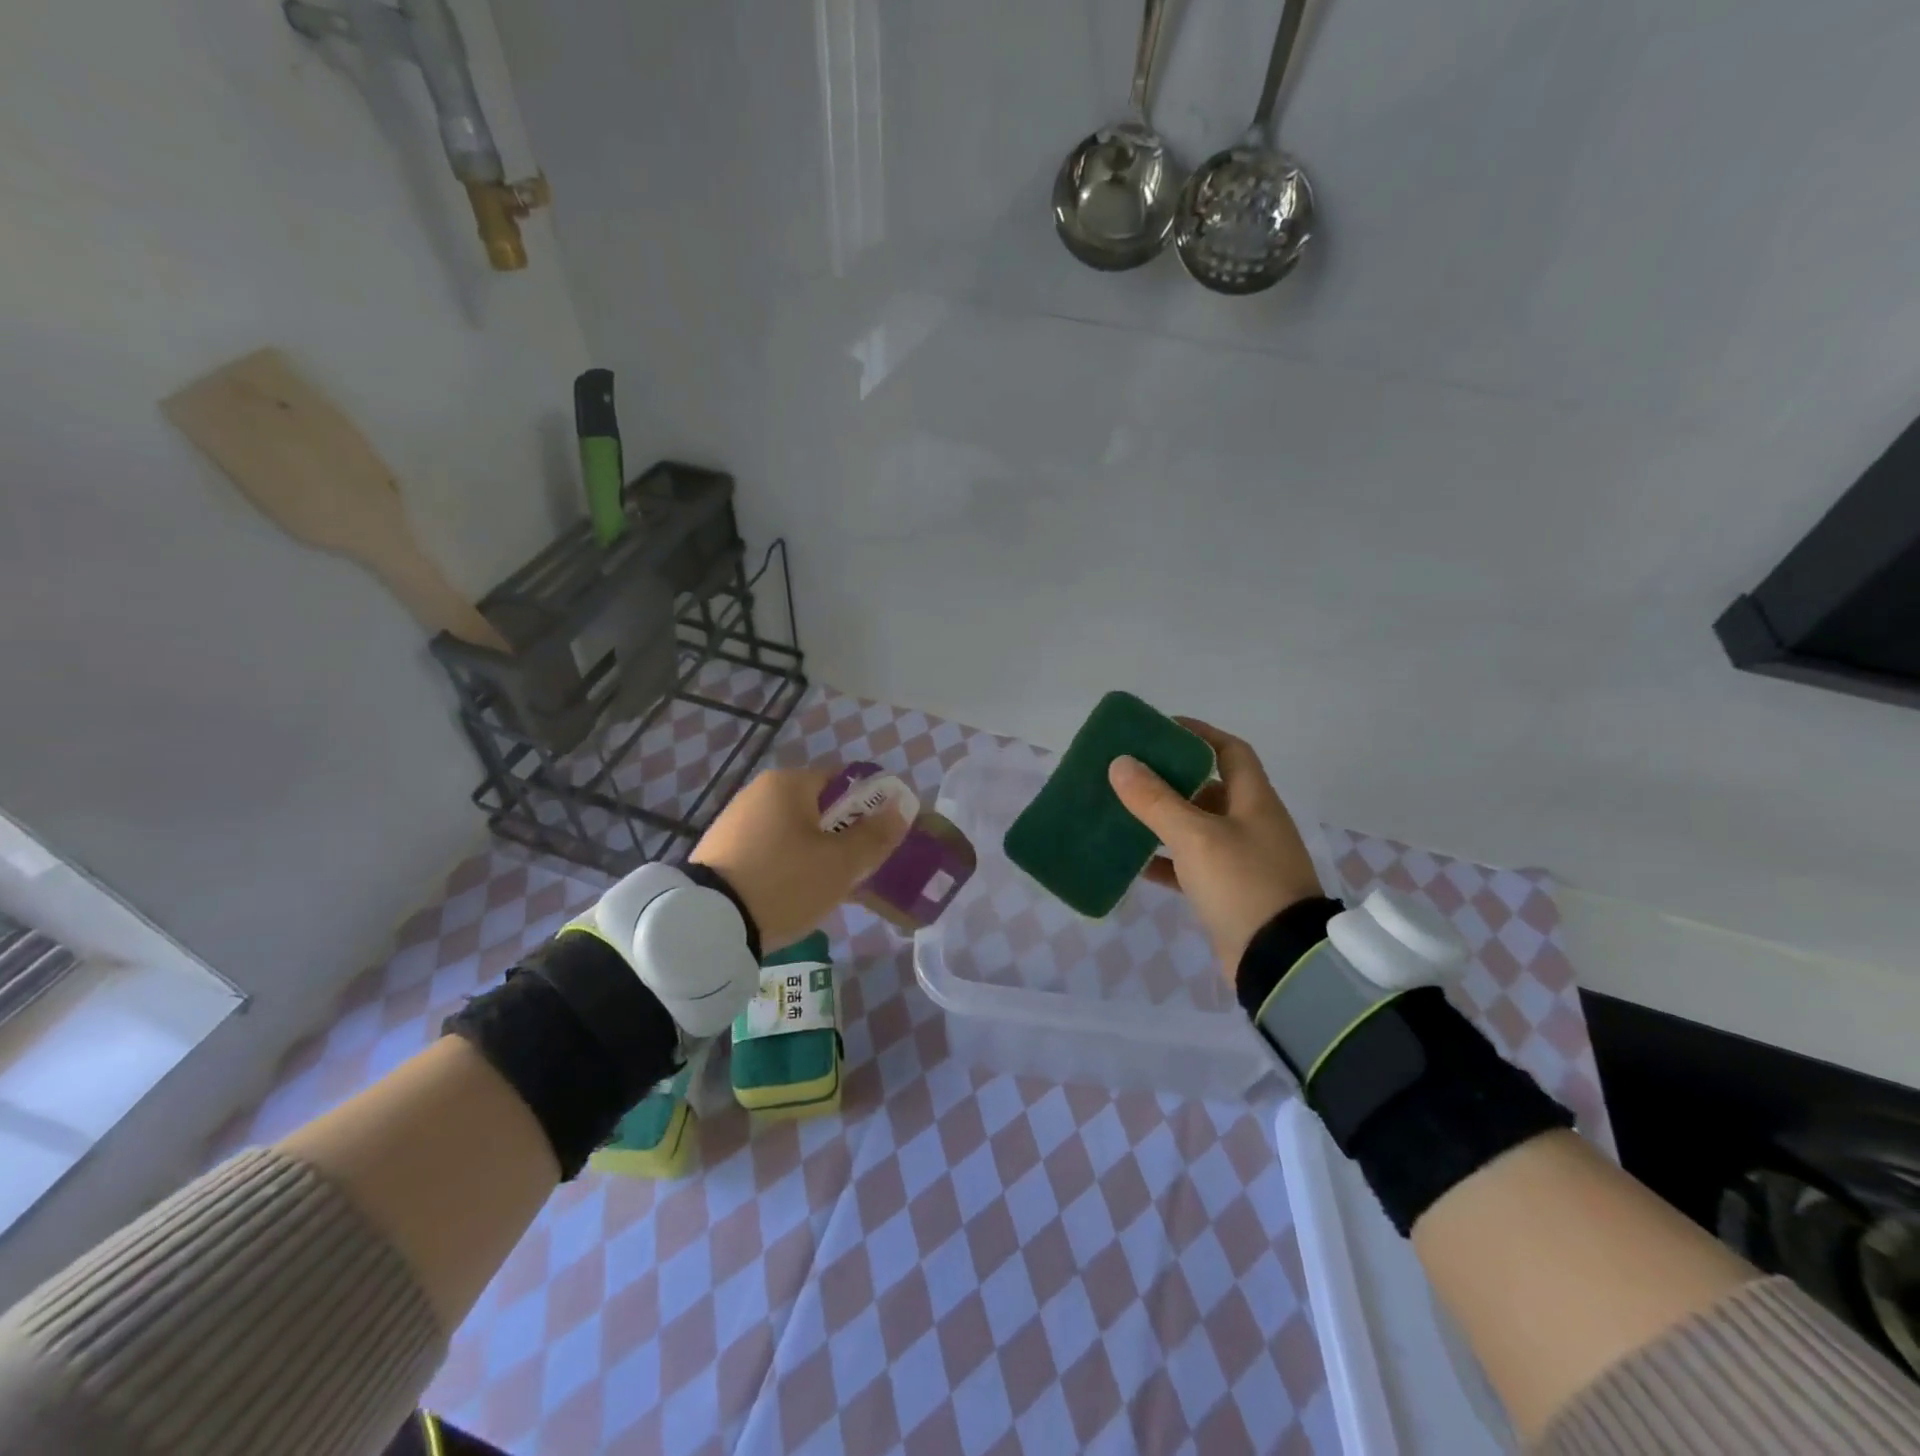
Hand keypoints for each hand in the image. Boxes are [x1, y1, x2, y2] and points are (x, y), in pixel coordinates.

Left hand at [692, 767, 909, 950]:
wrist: (708, 925)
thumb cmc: (784, 882)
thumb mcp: (840, 863)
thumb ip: (875, 835)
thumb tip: (901, 807)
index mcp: (788, 783)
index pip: (843, 782)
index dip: (870, 807)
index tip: (882, 839)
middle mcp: (759, 792)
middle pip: (818, 808)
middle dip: (843, 836)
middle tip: (859, 869)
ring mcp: (736, 821)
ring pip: (794, 832)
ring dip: (816, 854)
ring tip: (829, 889)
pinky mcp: (721, 850)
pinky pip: (770, 850)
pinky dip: (788, 866)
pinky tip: (794, 895)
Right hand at [1108, 718, 1323, 972]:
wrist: (1280, 961)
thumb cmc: (1243, 885)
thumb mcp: (1195, 836)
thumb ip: (1156, 800)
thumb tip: (1121, 763)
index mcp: (1254, 801)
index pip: (1230, 751)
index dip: (1199, 733)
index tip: (1160, 729)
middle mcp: (1250, 824)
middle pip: (1209, 787)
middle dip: (1171, 777)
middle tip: (1129, 771)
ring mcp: (1241, 860)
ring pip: (1196, 827)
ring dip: (1163, 819)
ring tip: (1122, 810)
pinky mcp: (1227, 893)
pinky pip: (1190, 866)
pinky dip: (1164, 860)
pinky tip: (1132, 860)